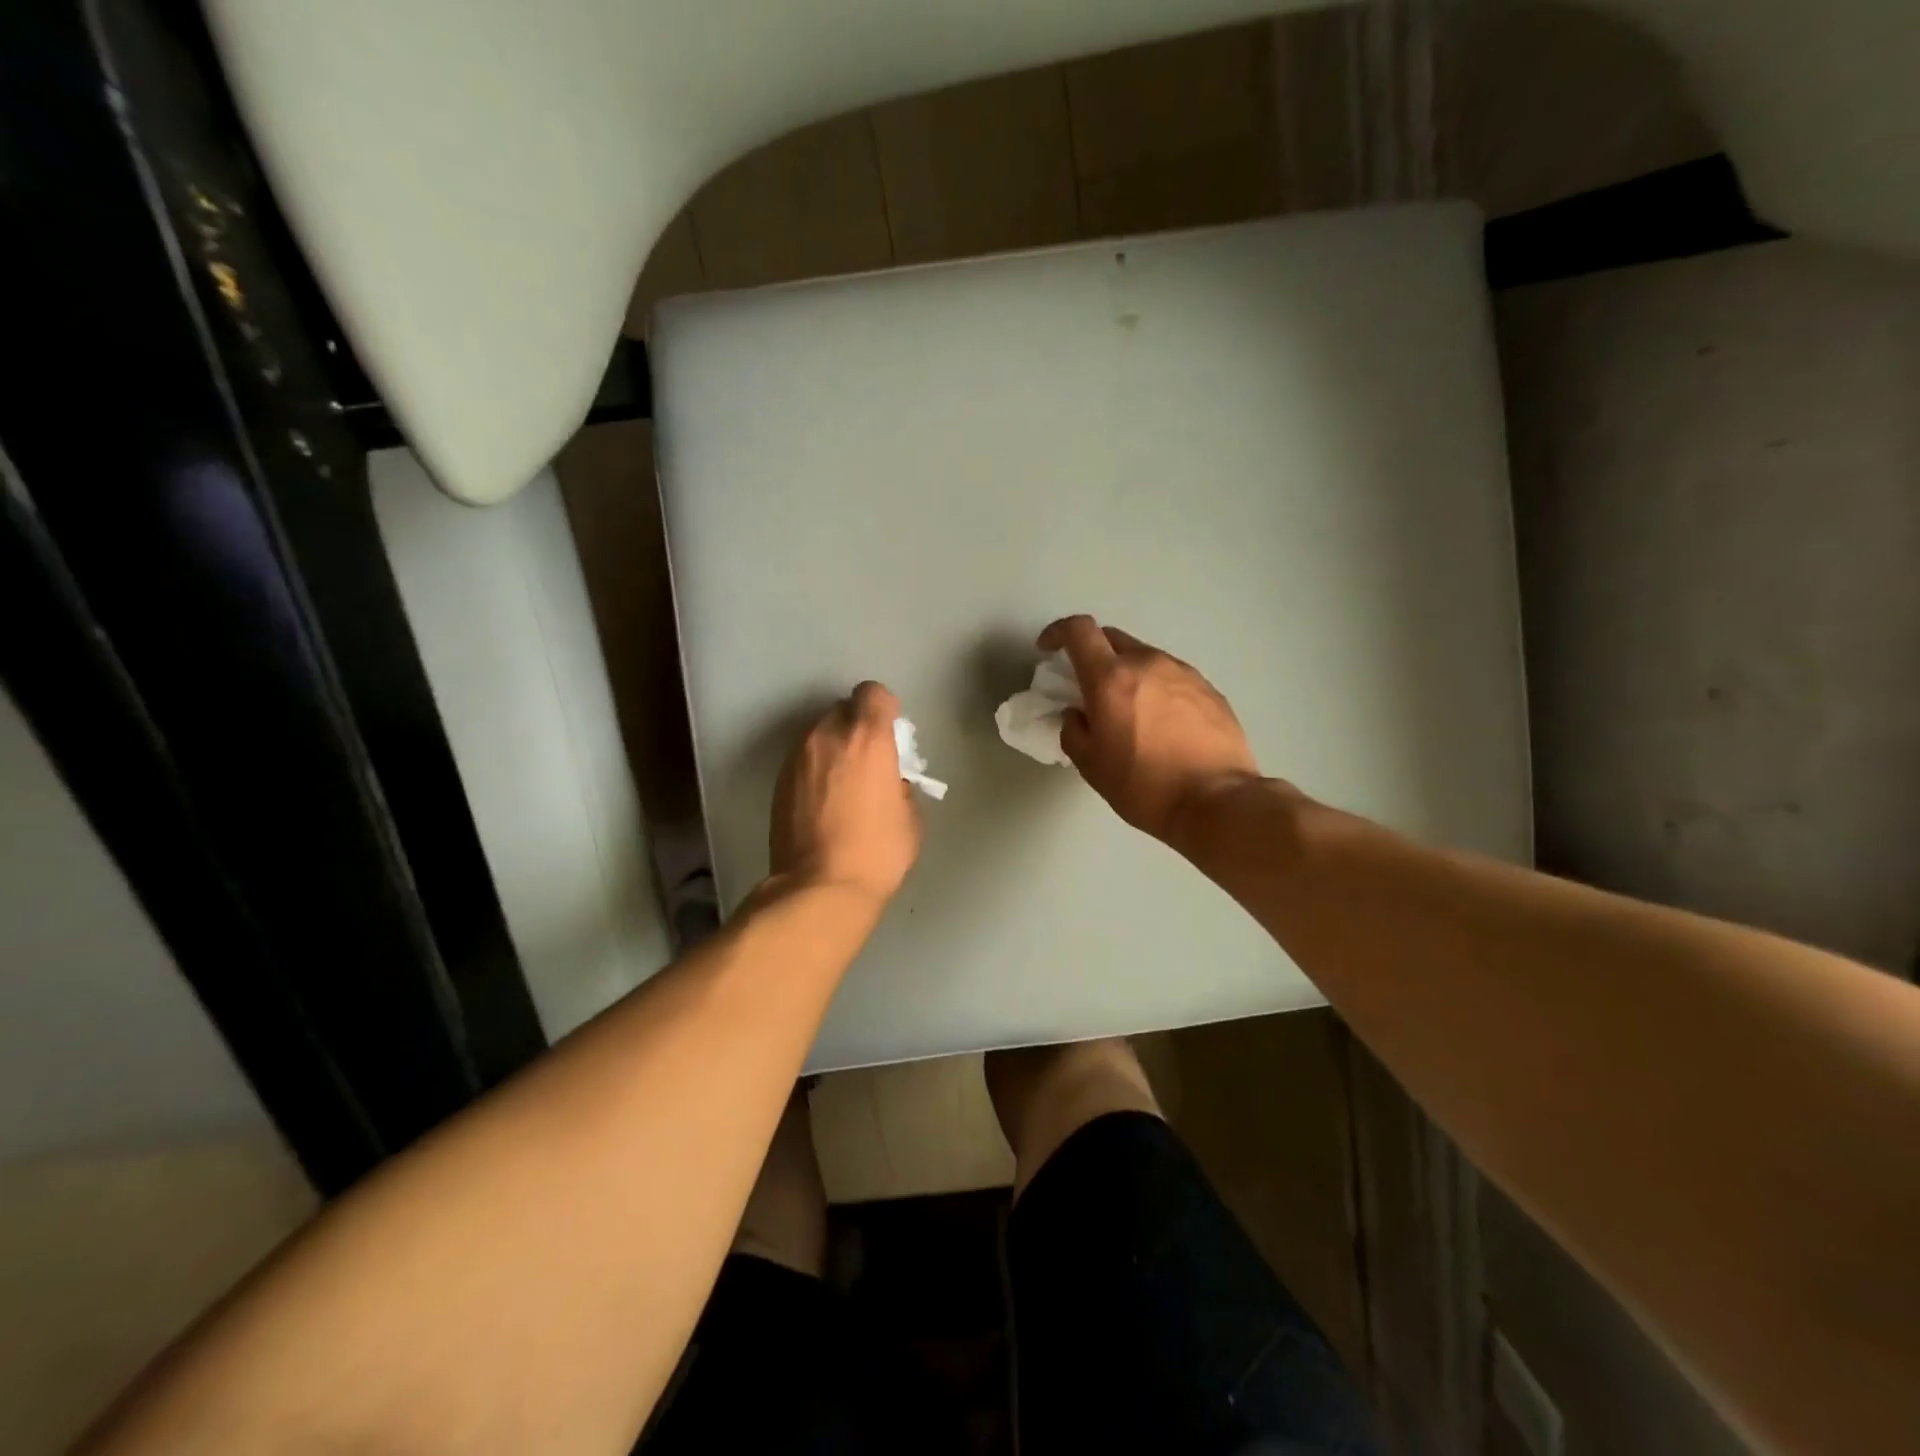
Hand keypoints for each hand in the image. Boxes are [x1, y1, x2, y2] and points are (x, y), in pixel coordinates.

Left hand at [770, 682, 921, 906]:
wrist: (819, 888)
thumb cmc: (877, 852)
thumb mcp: (910, 818)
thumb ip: (901, 785)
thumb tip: (890, 783)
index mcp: (867, 738)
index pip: (873, 693)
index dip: (884, 708)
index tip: (890, 734)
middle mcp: (828, 736)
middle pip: (843, 710)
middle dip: (857, 727)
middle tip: (866, 760)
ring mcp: (797, 757)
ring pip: (818, 734)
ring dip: (833, 747)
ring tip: (842, 784)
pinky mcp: (779, 781)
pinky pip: (802, 759)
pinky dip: (814, 769)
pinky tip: (822, 801)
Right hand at [1038, 616, 1261, 842]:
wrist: (1217, 802)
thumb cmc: (1144, 787)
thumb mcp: (1091, 766)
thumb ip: (1073, 731)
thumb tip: (1076, 715)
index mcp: (1111, 678)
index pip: (1078, 630)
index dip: (1058, 632)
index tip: (1048, 650)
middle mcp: (1148, 663)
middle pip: (1111, 638)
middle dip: (1092, 654)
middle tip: (1088, 687)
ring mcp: (1183, 672)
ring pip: (1144, 658)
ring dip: (1127, 674)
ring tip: (1128, 711)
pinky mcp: (1209, 689)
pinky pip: (1171, 677)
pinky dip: (1156, 689)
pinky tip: (1161, 724)